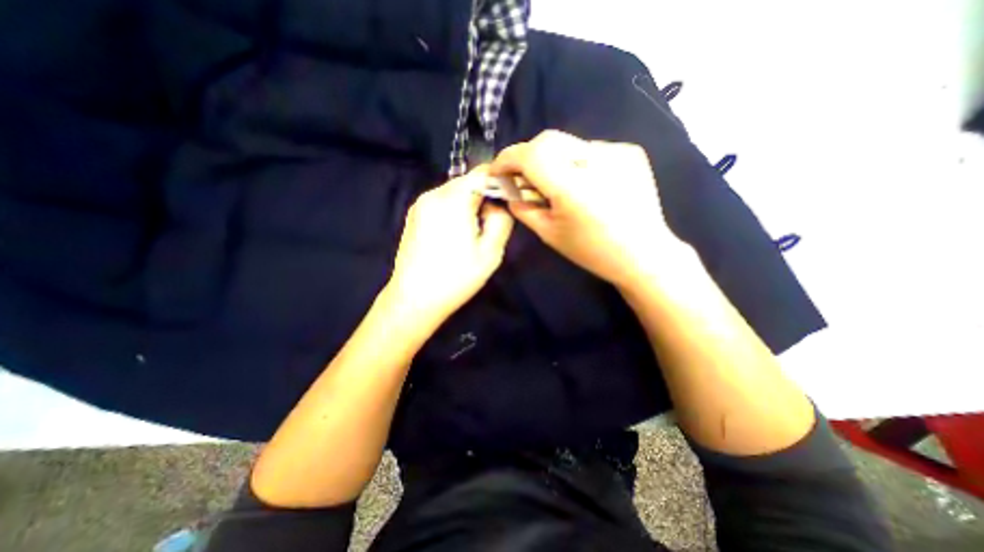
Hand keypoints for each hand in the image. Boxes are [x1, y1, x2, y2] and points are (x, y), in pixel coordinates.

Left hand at [386, 168, 515, 323]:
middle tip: (492, 223)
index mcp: (453, 199)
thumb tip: (498, 204)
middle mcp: (433, 194)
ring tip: (473, 233)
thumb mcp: (491, 252)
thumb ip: (501, 220)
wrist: (414, 300)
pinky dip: (454, 211)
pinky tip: (455, 236)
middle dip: (484, 196)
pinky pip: (441, 203)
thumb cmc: (456, 277)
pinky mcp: (414, 216)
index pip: (482, 173)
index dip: (500, 182)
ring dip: (469, 205)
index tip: (509, 200)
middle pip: (467, 182)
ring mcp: (420, 204)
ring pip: (454, 193)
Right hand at [490, 128, 686, 287]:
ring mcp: (617, 152)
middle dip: (527, 155)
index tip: (498, 170)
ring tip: (558, 184)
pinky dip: (577, 162)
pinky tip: (585, 183)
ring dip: (553, 159)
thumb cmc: (593, 251)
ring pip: (568, 143)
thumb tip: (510, 192)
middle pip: (548, 140)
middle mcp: (595, 161)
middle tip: (523, 177)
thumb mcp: (550, 235)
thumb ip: (524, 209)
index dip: (508, 158)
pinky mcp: (630, 151)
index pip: (530, 154)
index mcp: (572, 188)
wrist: (644, 254)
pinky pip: (590, 149)